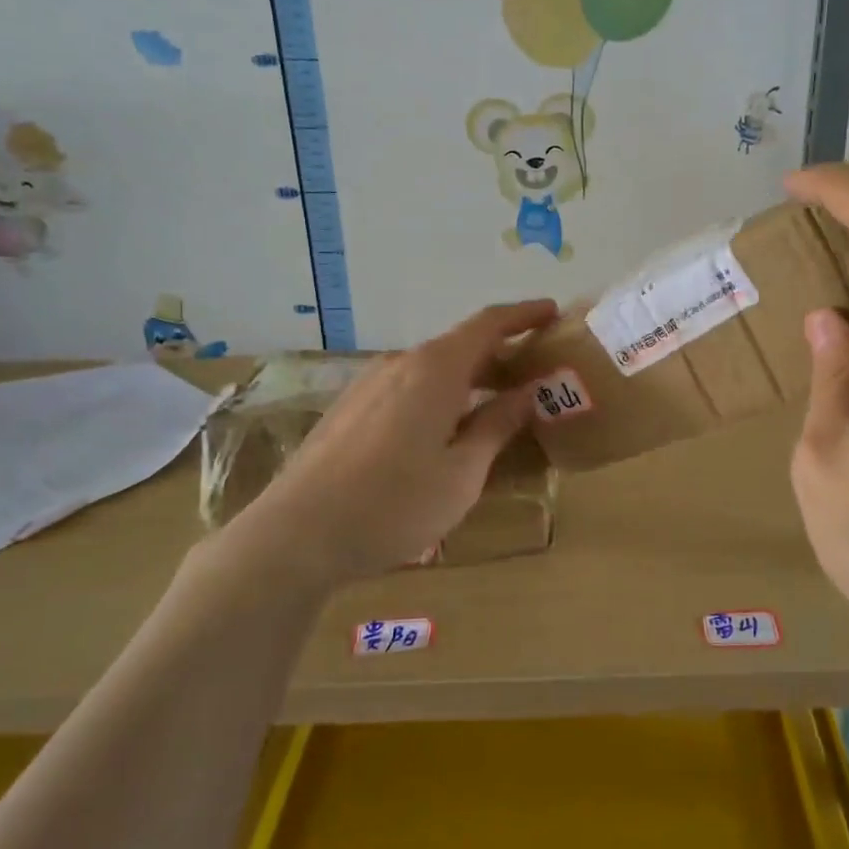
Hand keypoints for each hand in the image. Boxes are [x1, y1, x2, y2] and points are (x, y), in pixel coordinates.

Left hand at [218, 301, 557, 584]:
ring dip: (469, 381)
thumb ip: (497, 426)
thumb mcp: (462, 473)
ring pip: (432, 370)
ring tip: (495, 410)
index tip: (552, 313)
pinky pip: (407, 389)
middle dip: (502, 357)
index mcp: (435, 370)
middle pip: (460, 346)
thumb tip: (526, 393)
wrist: (296, 536)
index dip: (523, 315)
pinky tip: (445, 433)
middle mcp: (401, 365)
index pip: (488, 324)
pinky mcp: (349, 409)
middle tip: (536, 379)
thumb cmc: (393, 504)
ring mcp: (369, 385)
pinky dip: (439, 397)